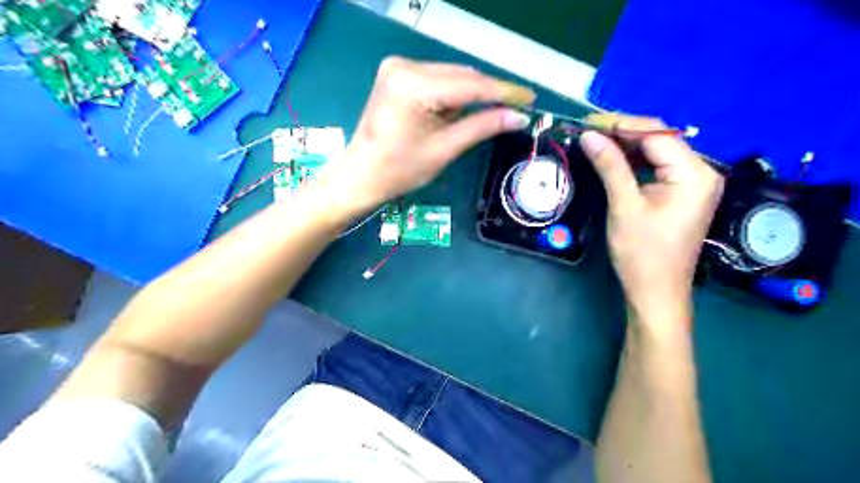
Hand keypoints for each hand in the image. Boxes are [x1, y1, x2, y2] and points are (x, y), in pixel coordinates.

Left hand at [323, 54, 535, 212]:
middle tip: (514, 111)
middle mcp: (404, 66)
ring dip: (470, 95)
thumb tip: (518, 116)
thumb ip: (482, 127)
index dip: (504, 91)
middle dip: (488, 94)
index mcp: (413, 85)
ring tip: (484, 117)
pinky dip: (452, 95)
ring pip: (451, 76)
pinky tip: (457, 113)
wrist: (361, 175)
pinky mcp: (397, 75)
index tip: (530, 98)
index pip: (470, 85)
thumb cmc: (399, 170)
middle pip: (461, 76)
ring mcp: (398, 68)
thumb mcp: (444, 149)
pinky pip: (437, 80)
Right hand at [577, 114, 723, 329]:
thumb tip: (589, 135)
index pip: (657, 134)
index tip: (587, 124)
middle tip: (587, 133)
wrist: (655, 292)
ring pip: (655, 152)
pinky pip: (655, 168)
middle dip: (622, 133)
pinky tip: (611, 160)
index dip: (621, 125)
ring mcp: (691, 184)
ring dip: (625, 146)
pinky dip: (632, 162)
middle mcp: (699, 172)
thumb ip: (610, 166)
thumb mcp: (624, 206)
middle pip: (659, 139)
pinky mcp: (679, 194)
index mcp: (694, 173)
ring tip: (594, 143)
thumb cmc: (642, 253)